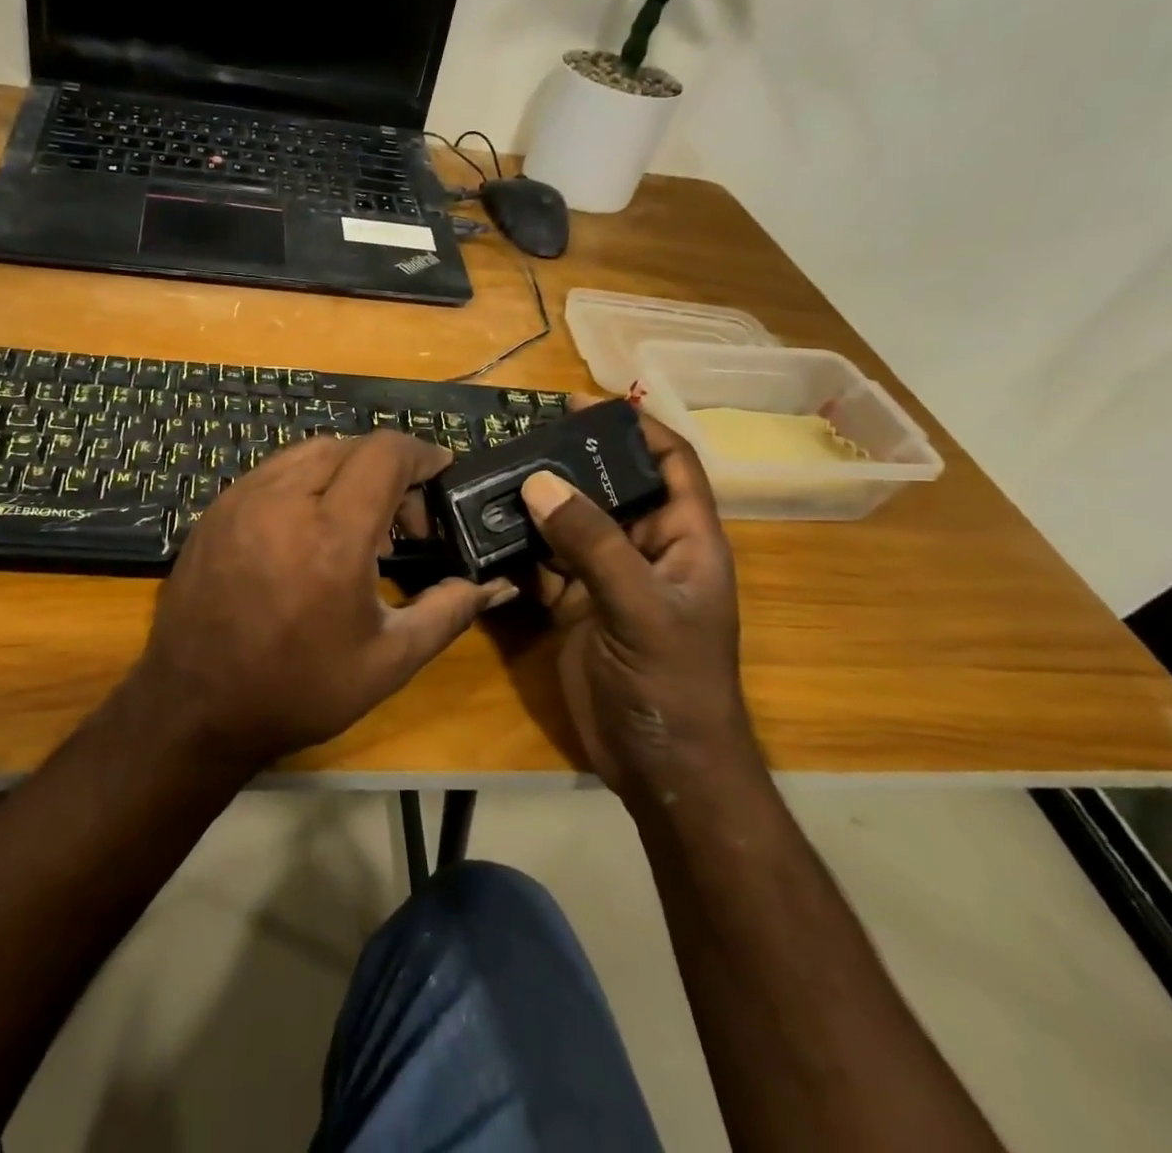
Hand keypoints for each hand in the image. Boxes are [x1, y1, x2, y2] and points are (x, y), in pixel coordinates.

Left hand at [132, 431, 514, 768]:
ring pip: (307, 452)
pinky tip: (308, 528)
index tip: (441, 470)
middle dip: (386, 468)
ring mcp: (241, 500)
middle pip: (348, 446)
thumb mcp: (388, 660)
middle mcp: (283, 500)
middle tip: (402, 520)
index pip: (384, 453)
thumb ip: (448, 612)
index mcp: (333, 536)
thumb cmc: (298, 688)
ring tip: (355, 523)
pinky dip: (305, 482)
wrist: (194, 706)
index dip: (422, 453)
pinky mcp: (215, 510)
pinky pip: (272, 472)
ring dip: (344, 470)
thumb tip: (495, 585)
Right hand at [520, 403, 751, 797]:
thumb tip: (540, 481)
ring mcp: (608, 579)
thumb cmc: (673, 684)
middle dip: (573, 462)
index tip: (587, 403)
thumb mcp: (640, 608)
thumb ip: (593, 544)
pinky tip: (487, 529)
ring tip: (494, 472)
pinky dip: (519, 546)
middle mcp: (646, 551)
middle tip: (521, 437)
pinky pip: (545, 563)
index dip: (638, 429)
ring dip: (538, 502)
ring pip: (571, 525)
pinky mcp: (575, 606)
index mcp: (685, 540)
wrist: (661, 768)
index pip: (671, 465)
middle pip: (611, 489)